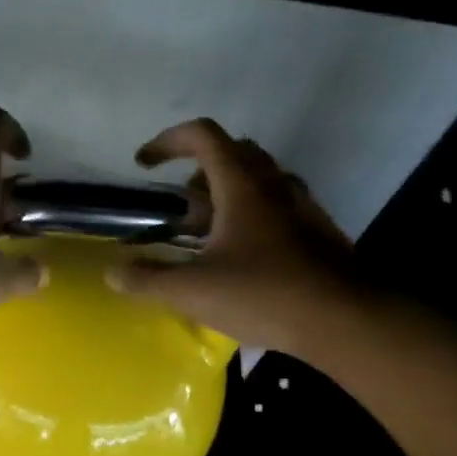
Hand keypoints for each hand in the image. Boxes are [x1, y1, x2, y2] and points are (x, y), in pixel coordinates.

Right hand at [109, 118, 355, 356]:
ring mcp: (301, 206)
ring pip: (257, 180)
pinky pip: (276, 206)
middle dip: (197, 173)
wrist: (342, 320)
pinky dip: (251, 216)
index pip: (203, 135)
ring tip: (206, 237)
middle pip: (232, 153)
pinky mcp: (317, 231)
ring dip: (226, 195)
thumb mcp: (194, 291)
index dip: (167, 141)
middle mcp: (274, 184)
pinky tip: (242, 259)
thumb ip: (149, 280)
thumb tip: (114, 273)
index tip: (144, 165)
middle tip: (180, 210)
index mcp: (242, 185)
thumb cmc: (263, 295)